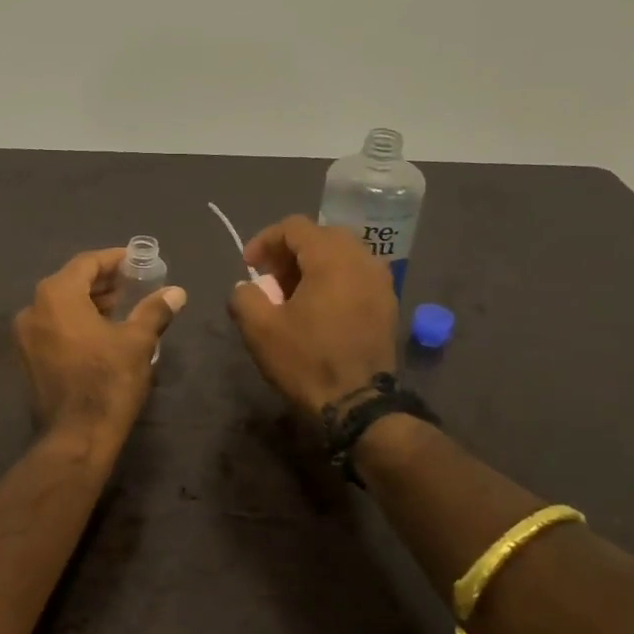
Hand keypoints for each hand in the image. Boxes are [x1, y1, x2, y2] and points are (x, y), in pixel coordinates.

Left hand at [14, 248, 185, 445]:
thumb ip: (154, 310)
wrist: (77, 436)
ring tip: (122, 308)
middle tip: (133, 284)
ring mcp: (26, 336)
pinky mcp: (28, 358)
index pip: (86, 263)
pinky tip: (101, 332)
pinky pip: (53, 327)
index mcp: (56, 296)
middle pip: (70, 282)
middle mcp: (33, 309)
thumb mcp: (138, 342)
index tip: (136, 261)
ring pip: (60, 306)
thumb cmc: (108, 381)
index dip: (113, 259)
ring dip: (89, 302)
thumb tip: (177, 292)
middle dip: (102, 282)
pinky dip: (75, 322)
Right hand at [228, 215, 396, 417]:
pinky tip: (319, 309)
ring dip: (313, 266)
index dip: (265, 241)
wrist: (358, 405)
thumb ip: (244, 297)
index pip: (295, 227)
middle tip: (270, 279)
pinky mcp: (388, 305)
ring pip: (342, 256)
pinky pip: (357, 276)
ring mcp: (381, 282)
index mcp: (332, 258)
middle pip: (322, 236)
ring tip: (293, 295)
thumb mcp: (259, 329)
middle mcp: (363, 260)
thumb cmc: (307, 361)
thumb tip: (247, 288)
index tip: (248, 266)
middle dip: (290, 252)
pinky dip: (334, 281)